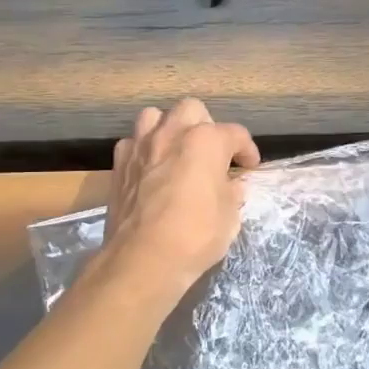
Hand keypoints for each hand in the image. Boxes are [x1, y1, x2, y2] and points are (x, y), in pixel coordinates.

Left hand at [100, 99, 259, 304]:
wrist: (143, 259)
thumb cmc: (196, 236)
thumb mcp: (230, 217)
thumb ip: (232, 192)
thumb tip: (231, 185)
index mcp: (206, 141)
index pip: (235, 134)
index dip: (247, 150)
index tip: (249, 167)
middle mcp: (172, 133)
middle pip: (192, 110)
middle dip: (206, 126)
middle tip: (212, 154)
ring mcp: (141, 146)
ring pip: (155, 116)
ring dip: (169, 128)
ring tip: (177, 151)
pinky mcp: (118, 164)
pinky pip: (133, 143)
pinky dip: (144, 150)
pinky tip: (151, 169)